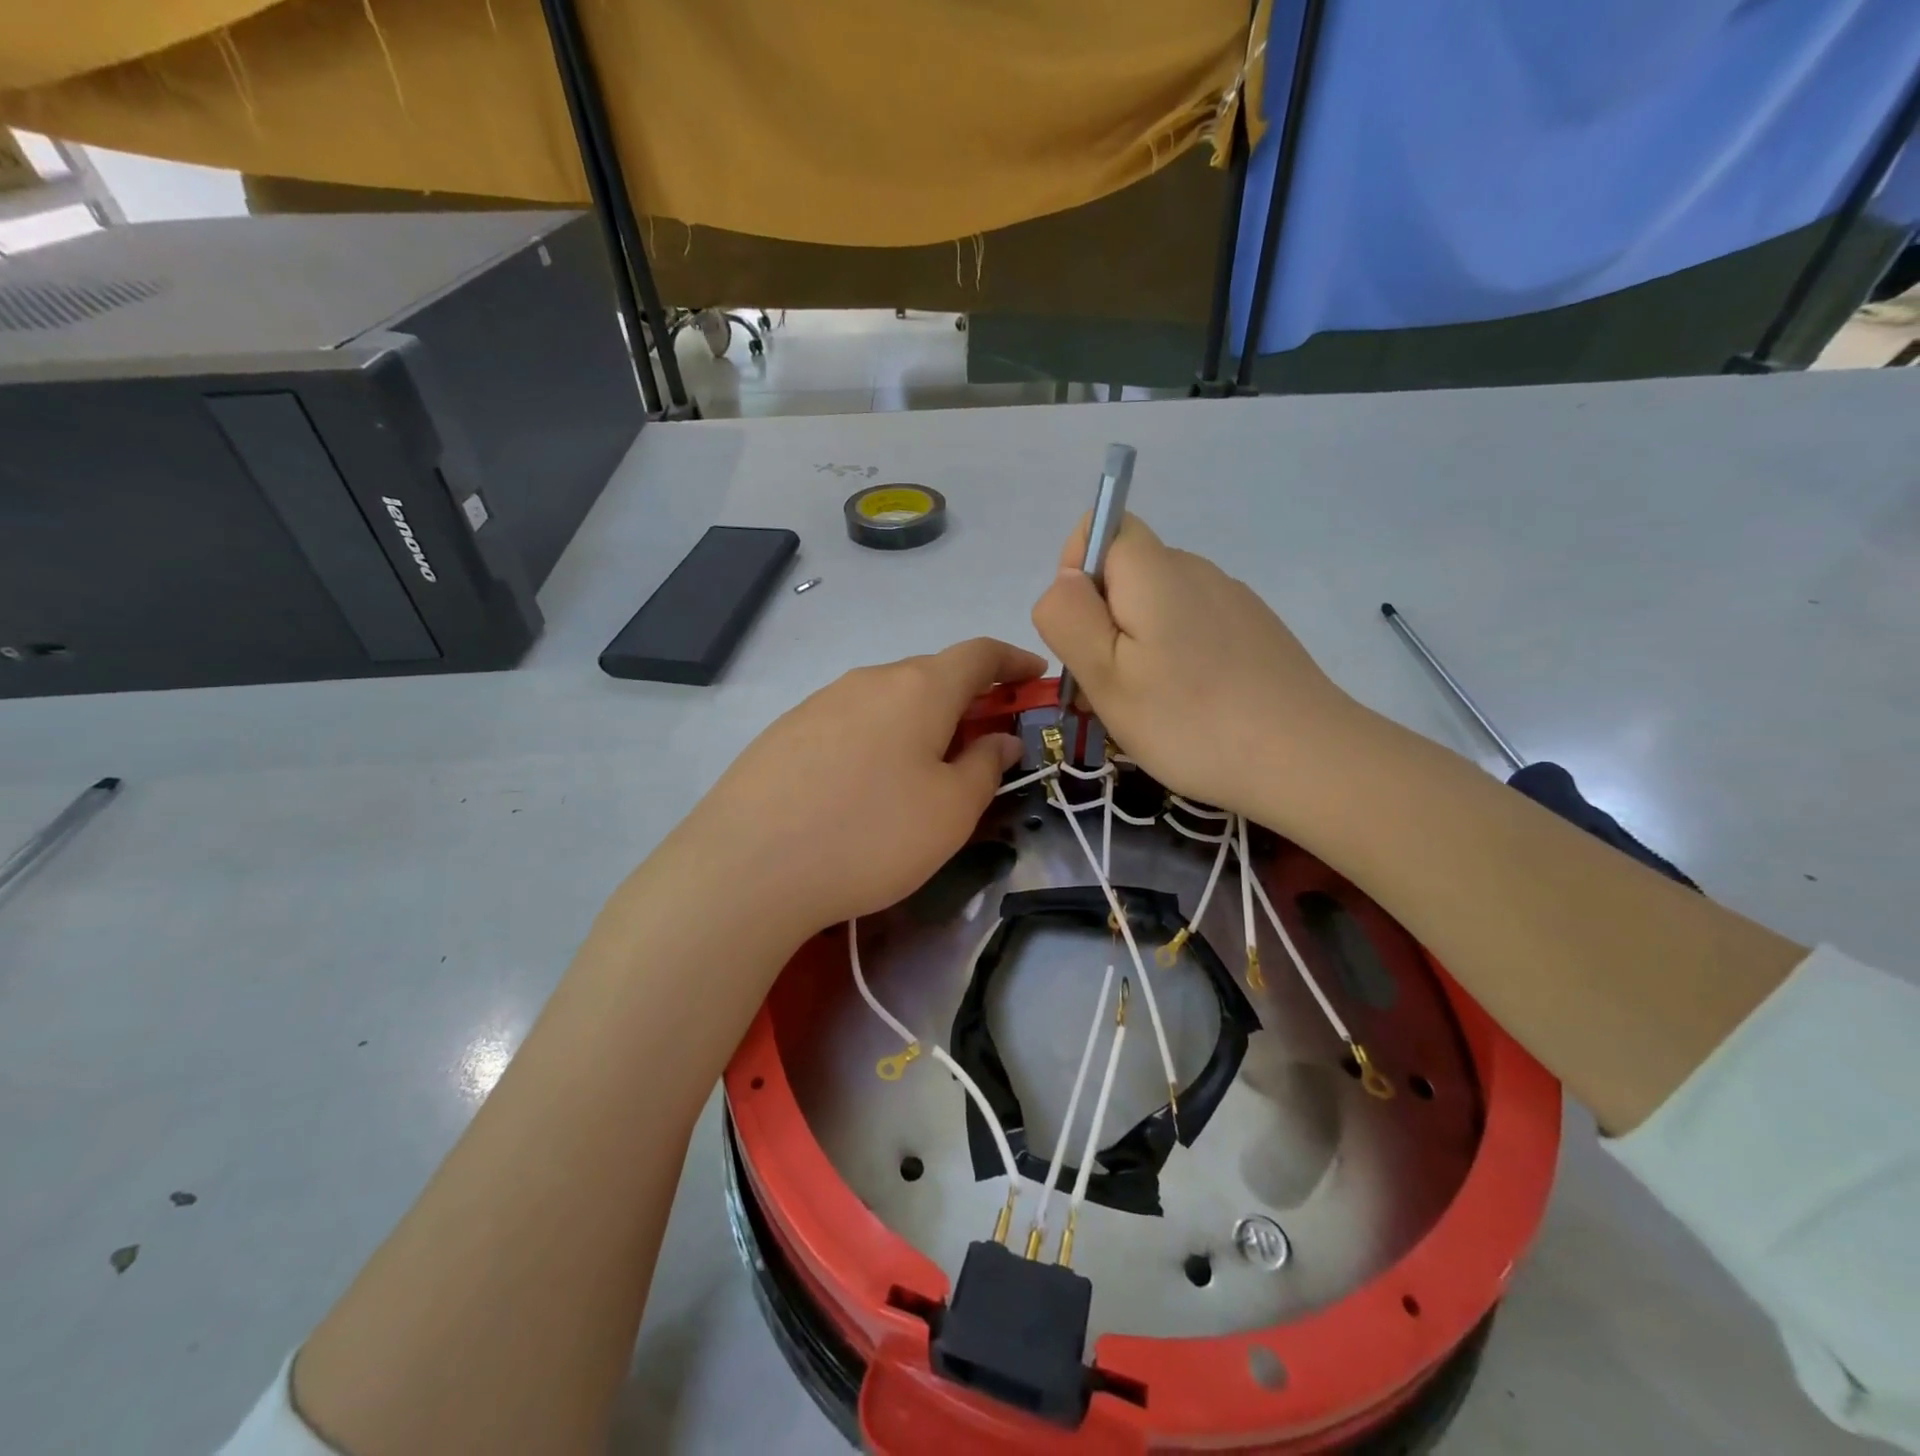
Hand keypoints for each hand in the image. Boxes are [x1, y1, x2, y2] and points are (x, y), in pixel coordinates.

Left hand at [673, 639, 1042, 934]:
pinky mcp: (785, 732)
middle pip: (931, 675)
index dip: (1012, 661)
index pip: (978, 654)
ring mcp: (820, 702)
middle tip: (984, 741)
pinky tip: (866, 784)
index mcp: (919, 688)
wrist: (747, 867)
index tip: (1035, 676)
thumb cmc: (871, 835)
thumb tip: (998, 740)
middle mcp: (868, 679)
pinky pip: (850, 722)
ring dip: (920, 721)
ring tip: (925, 769)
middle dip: (967, 700)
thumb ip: (985, 766)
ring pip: (888, 700)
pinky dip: (878, 738)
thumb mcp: (950, 811)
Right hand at [1032, 514, 1358, 821]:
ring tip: (1145, 710)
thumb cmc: (1189, 720)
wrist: (1306, 759)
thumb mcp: (1105, 675)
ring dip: (1135, 647)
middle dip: (1101, 623)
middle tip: (1104, 691)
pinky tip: (1188, 709)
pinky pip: (1192, 629)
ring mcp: (1231, 600)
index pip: (1100, 528)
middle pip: (1126, 574)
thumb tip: (1065, 579)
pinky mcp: (1253, 632)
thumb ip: (1069, 616)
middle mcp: (1196, 570)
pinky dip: (1175, 659)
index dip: (1076, 571)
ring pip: (1157, 607)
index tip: (1082, 633)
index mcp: (1155, 570)